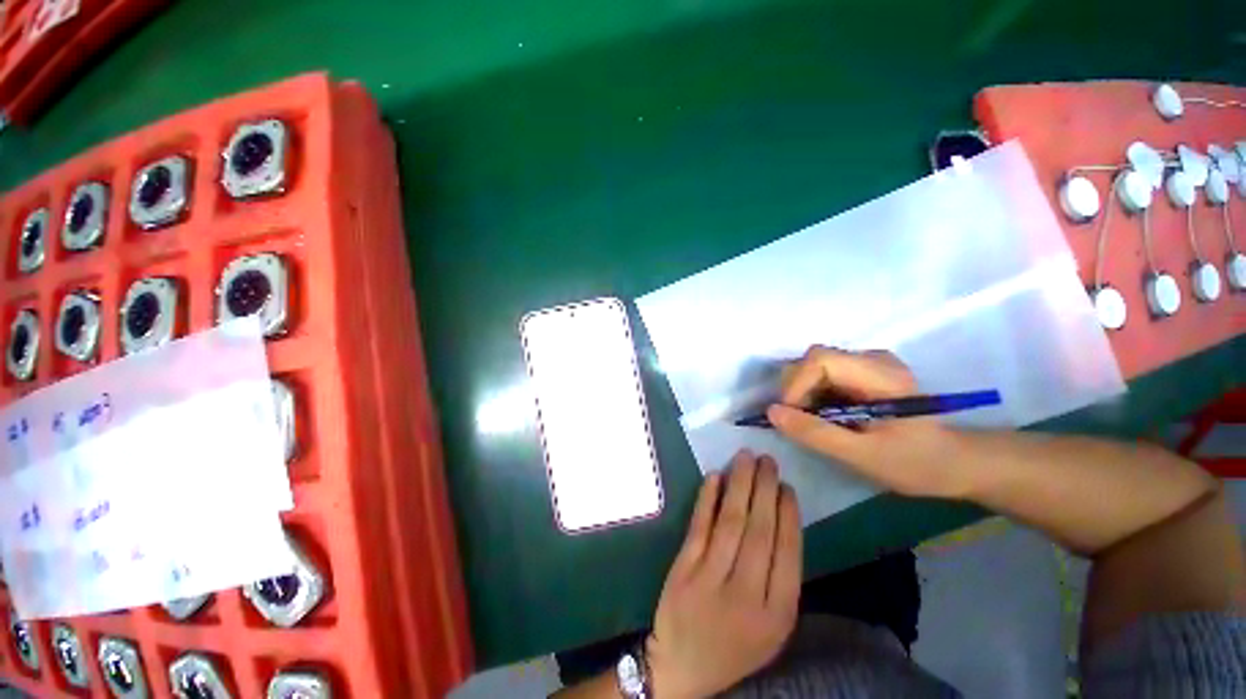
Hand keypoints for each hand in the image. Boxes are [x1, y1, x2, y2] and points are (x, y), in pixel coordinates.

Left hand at [646, 451, 800, 698]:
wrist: (682, 666)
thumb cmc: (735, 645)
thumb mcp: (773, 628)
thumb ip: (780, 581)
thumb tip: (781, 520)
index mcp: (776, 614)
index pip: (787, 553)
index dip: (788, 515)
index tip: (787, 487)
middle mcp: (745, 594)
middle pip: (759, 530)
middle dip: (765, 489)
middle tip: (768, 460)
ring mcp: (710, 579)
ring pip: (730, 521)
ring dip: (739, 484)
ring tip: (746, 457)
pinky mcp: (683, 568)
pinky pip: (699, 525)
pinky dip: (707, 497)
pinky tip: (715, 476)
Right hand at [765, 346, 972, 498]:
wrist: (955, 463)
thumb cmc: (916, 463)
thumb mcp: (862, 456)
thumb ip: (815, 433)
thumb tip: (771, 413)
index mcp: (880, 374)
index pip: (821, 360)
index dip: (796, 384)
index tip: (790, 416)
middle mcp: (873, 359)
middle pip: (814, 359)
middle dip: (797, 390)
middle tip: (799, 422)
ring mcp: (868, 363)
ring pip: (815, 366)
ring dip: (804, 394)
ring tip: (813, 422)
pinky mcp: (864, 372)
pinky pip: (823, 375)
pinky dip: (813, 395)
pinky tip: (824, 416)